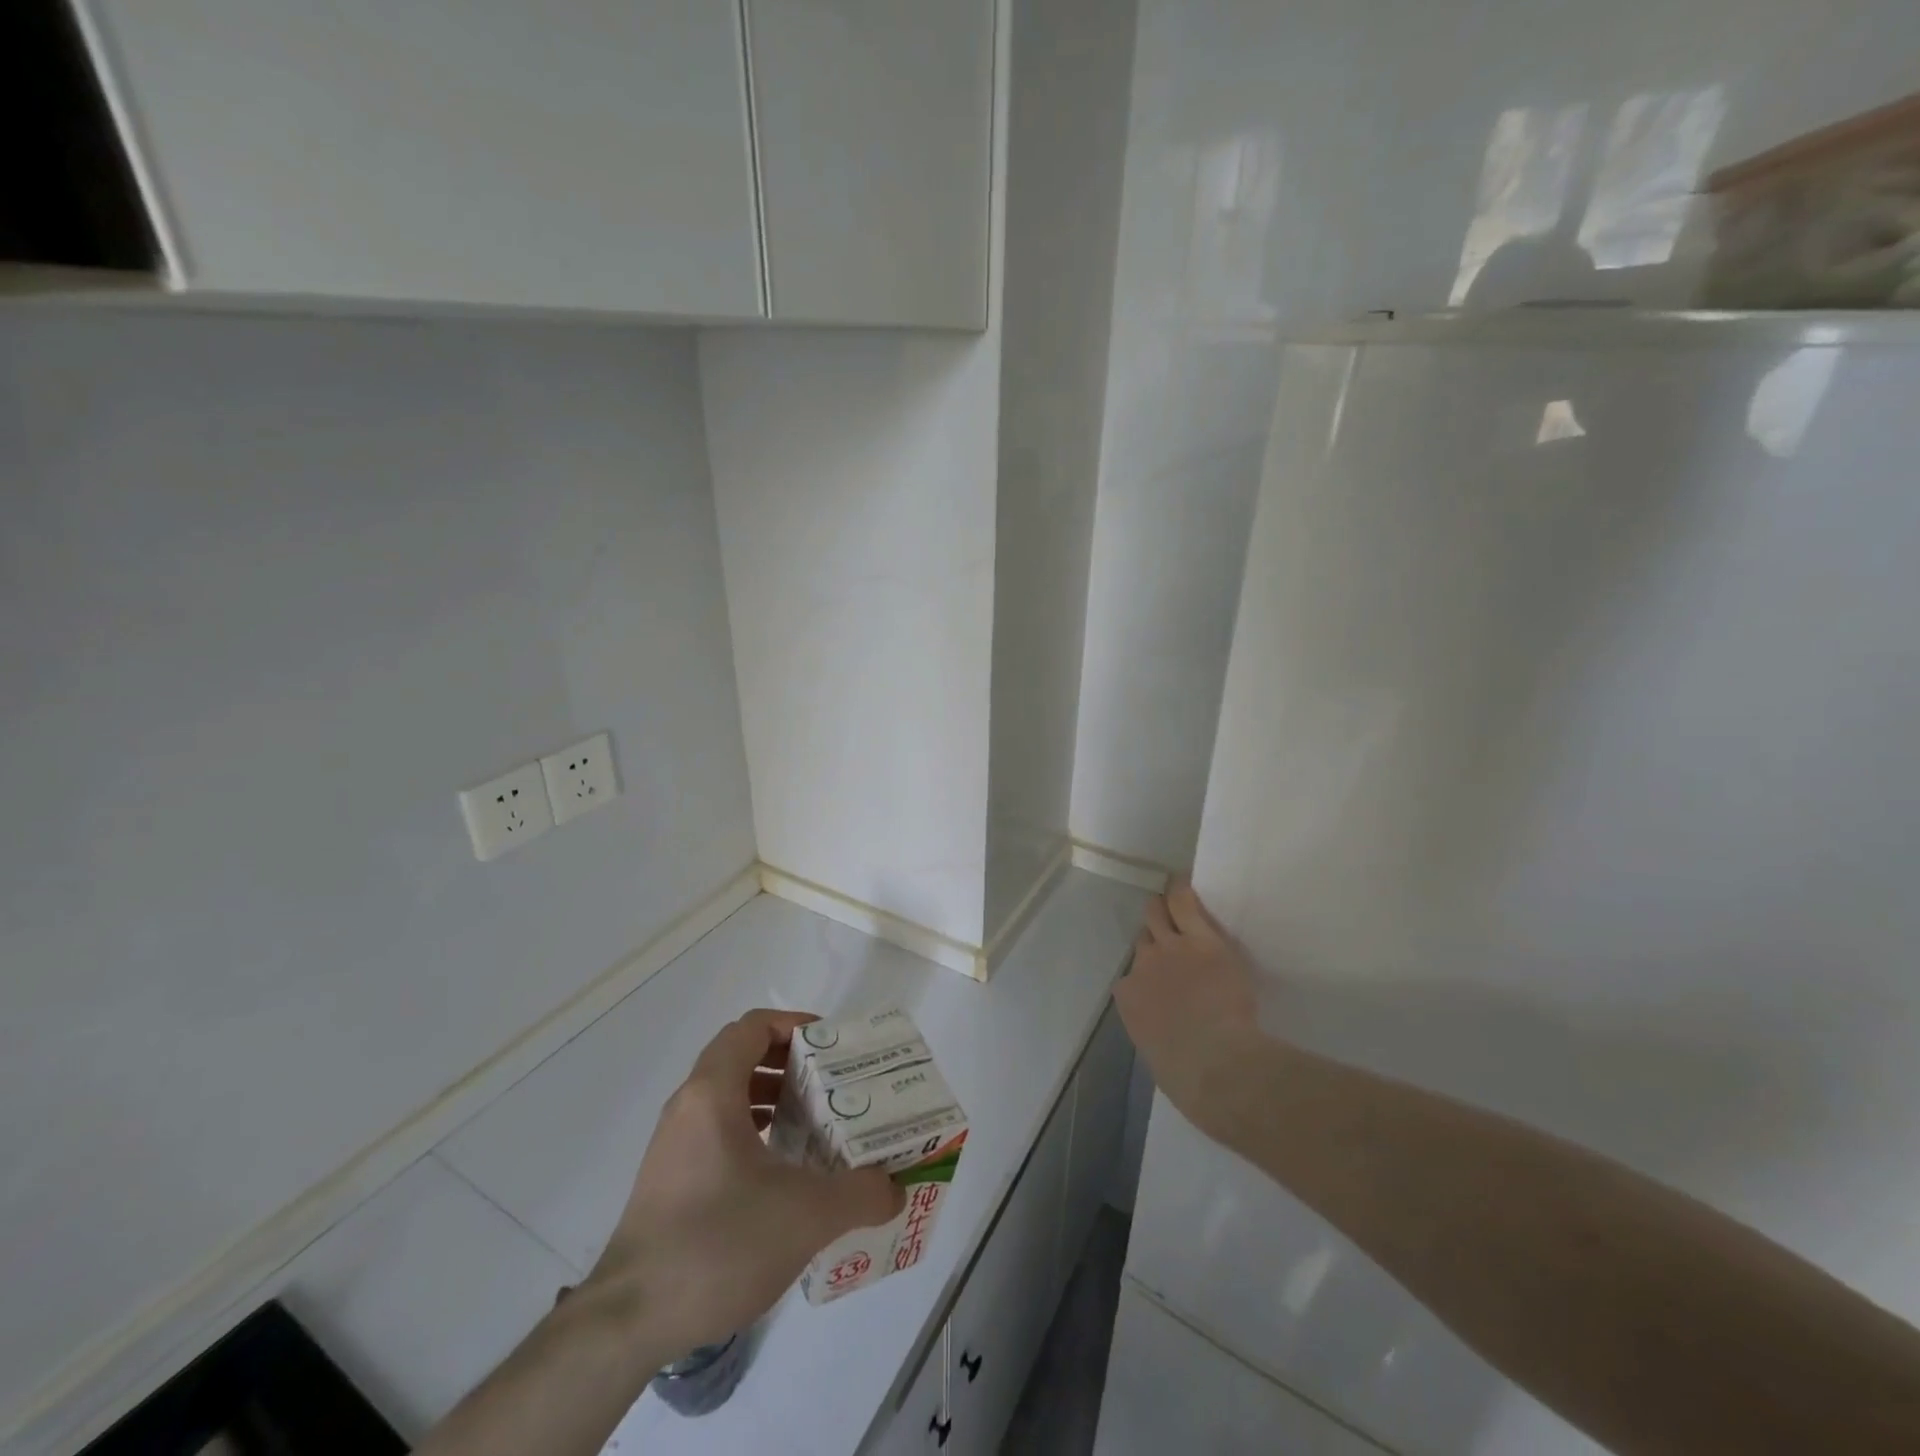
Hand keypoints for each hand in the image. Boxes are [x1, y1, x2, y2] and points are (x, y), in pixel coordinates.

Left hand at [583, 1009, 903, 1359]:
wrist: (628, 1323)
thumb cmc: (717, 1244)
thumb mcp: (805, 1216)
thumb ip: (860, 1194)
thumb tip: (894, 1189)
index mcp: (712, 1093)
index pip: (753, 1027)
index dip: (794, 1025)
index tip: (832, 1046)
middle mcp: (688, 1107)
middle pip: (742, 1057)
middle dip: (791, 1064)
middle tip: (832, 1085)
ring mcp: (674, 1146)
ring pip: (729, 1097)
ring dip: (773, 1099)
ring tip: (814, 1126)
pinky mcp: (670, 1181)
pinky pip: (718, 1133)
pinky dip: (754, 1133)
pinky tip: (782, 1173)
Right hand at [1113, 880, 1266, 1134]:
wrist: (1215, 1065)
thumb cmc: (1187, 1076)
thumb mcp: (1158, 1053)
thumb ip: (1156, 1028)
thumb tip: (1165, 1027)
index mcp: (1128, 997)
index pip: (1132, 975)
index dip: (1147, 974)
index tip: (1161, 978)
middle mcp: (1142, 966)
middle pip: (1143, 938)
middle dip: (1152, 935)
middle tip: (1166, 933)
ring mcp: (1170, 950)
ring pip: (1157, 915)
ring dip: (1162, 910)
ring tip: (1171, 900)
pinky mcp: (1201, 940)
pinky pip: (1184, 904)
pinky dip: (1182, 892)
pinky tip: (1183, 882)